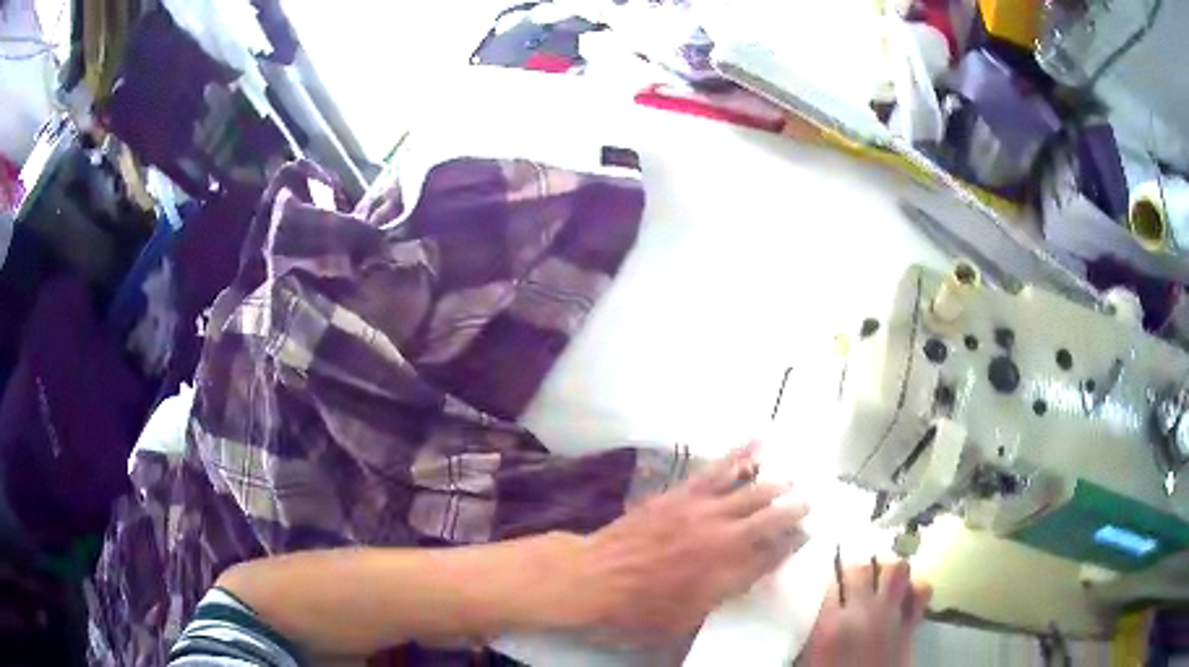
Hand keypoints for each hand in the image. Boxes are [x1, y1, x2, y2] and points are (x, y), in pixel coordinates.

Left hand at [574, 443, 809, 643]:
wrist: (592, 578)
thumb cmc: (637, 610)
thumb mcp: (685, 620)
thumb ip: (723, 595)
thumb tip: (752, 574)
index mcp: (727, 573)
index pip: (773, 555)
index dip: (792, 545)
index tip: (805, 536)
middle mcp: (722, 539)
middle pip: (769, 519)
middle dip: (794, 511)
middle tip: (808, 504)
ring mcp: (701, 511)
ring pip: (749, 491)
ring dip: (774, 483)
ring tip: (792, 478)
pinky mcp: (681, 494)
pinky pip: (717, 470)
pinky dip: (740, 454)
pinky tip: (757, 441)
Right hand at [800, 559, 931, 666]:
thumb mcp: (813, 656)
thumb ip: (818, 630)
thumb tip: (821, 608)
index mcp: (831, 624)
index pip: (831, 580)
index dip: (833, 574)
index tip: (834, 575)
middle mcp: (861, 612)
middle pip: (862, 567)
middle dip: (859, 567)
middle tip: (857, 575)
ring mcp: (890, 615)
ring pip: (896, 569)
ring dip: (890, 569)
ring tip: (884, 577)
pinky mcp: (912, 623)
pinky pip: (922, 590)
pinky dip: (916, 587)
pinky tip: (907, 594)